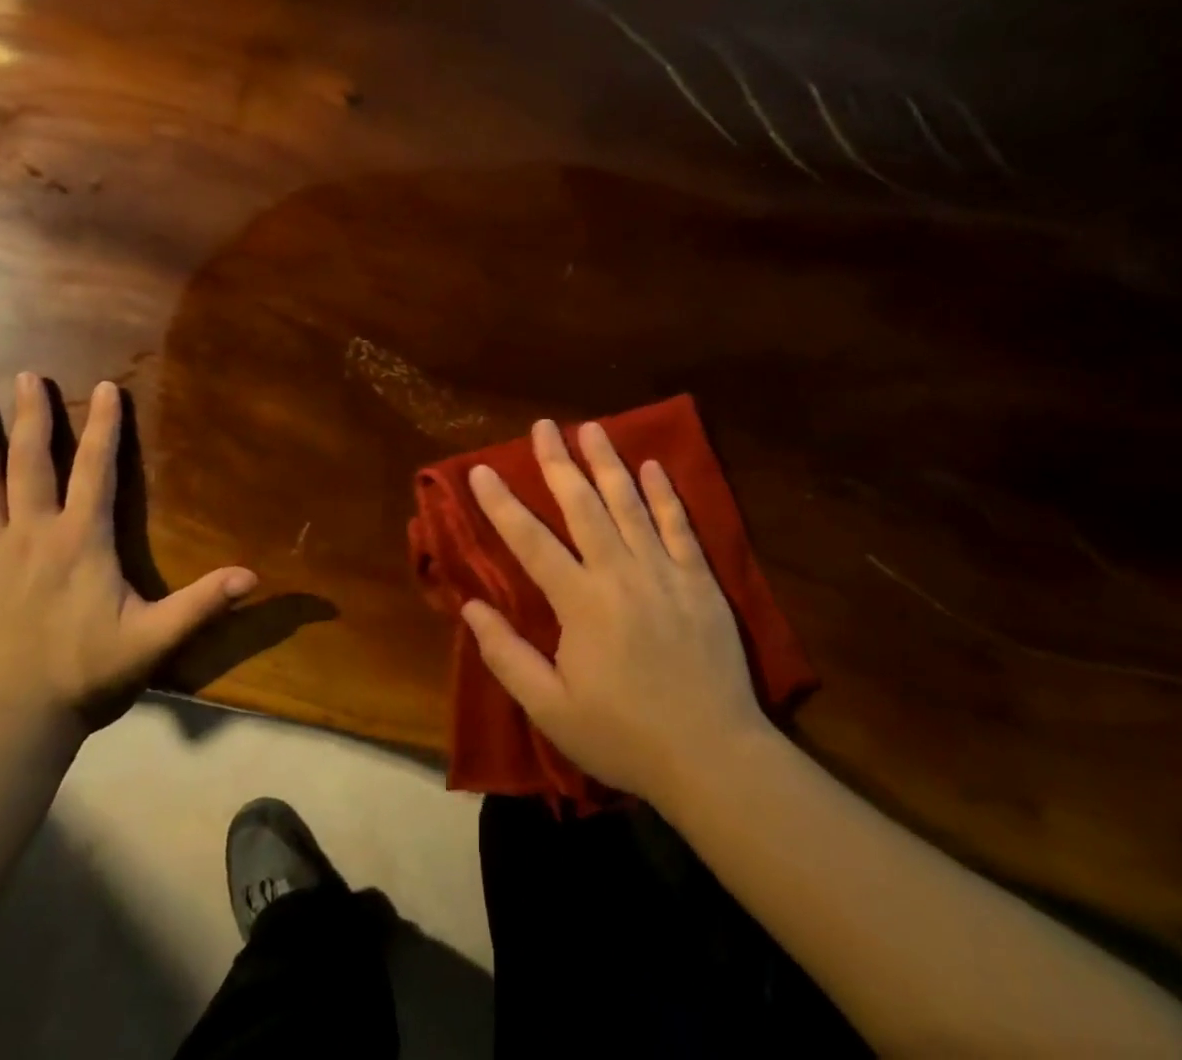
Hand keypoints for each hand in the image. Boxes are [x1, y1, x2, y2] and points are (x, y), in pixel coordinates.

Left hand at [0, 373, 257, 752]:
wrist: (7, 727)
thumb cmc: (85, 677)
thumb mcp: (153, 639)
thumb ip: (201, 603)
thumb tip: (252, 575)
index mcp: (80, 541)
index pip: (96, 470)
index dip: (105, 426)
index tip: (106, 387)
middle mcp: (31, 535)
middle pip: (32, 464)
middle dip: (33, 418)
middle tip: (27, 378)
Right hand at [462, 419, 768, 806]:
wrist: (712, 757)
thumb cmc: (623, 736)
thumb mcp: (551, 709)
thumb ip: (507, 656)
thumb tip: (470, 608)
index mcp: (580, 602)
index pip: (530, 541)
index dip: (502, 504)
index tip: (481, 469)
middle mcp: (619, 573)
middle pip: (582, 505)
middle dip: (558, 462)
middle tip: (543, 425)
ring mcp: (664, 572)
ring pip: (630, 504)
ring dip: (607, 463)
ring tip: (591, 428)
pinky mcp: (699, 580)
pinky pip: (679, 526)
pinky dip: (665, 494)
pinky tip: (653, 466)